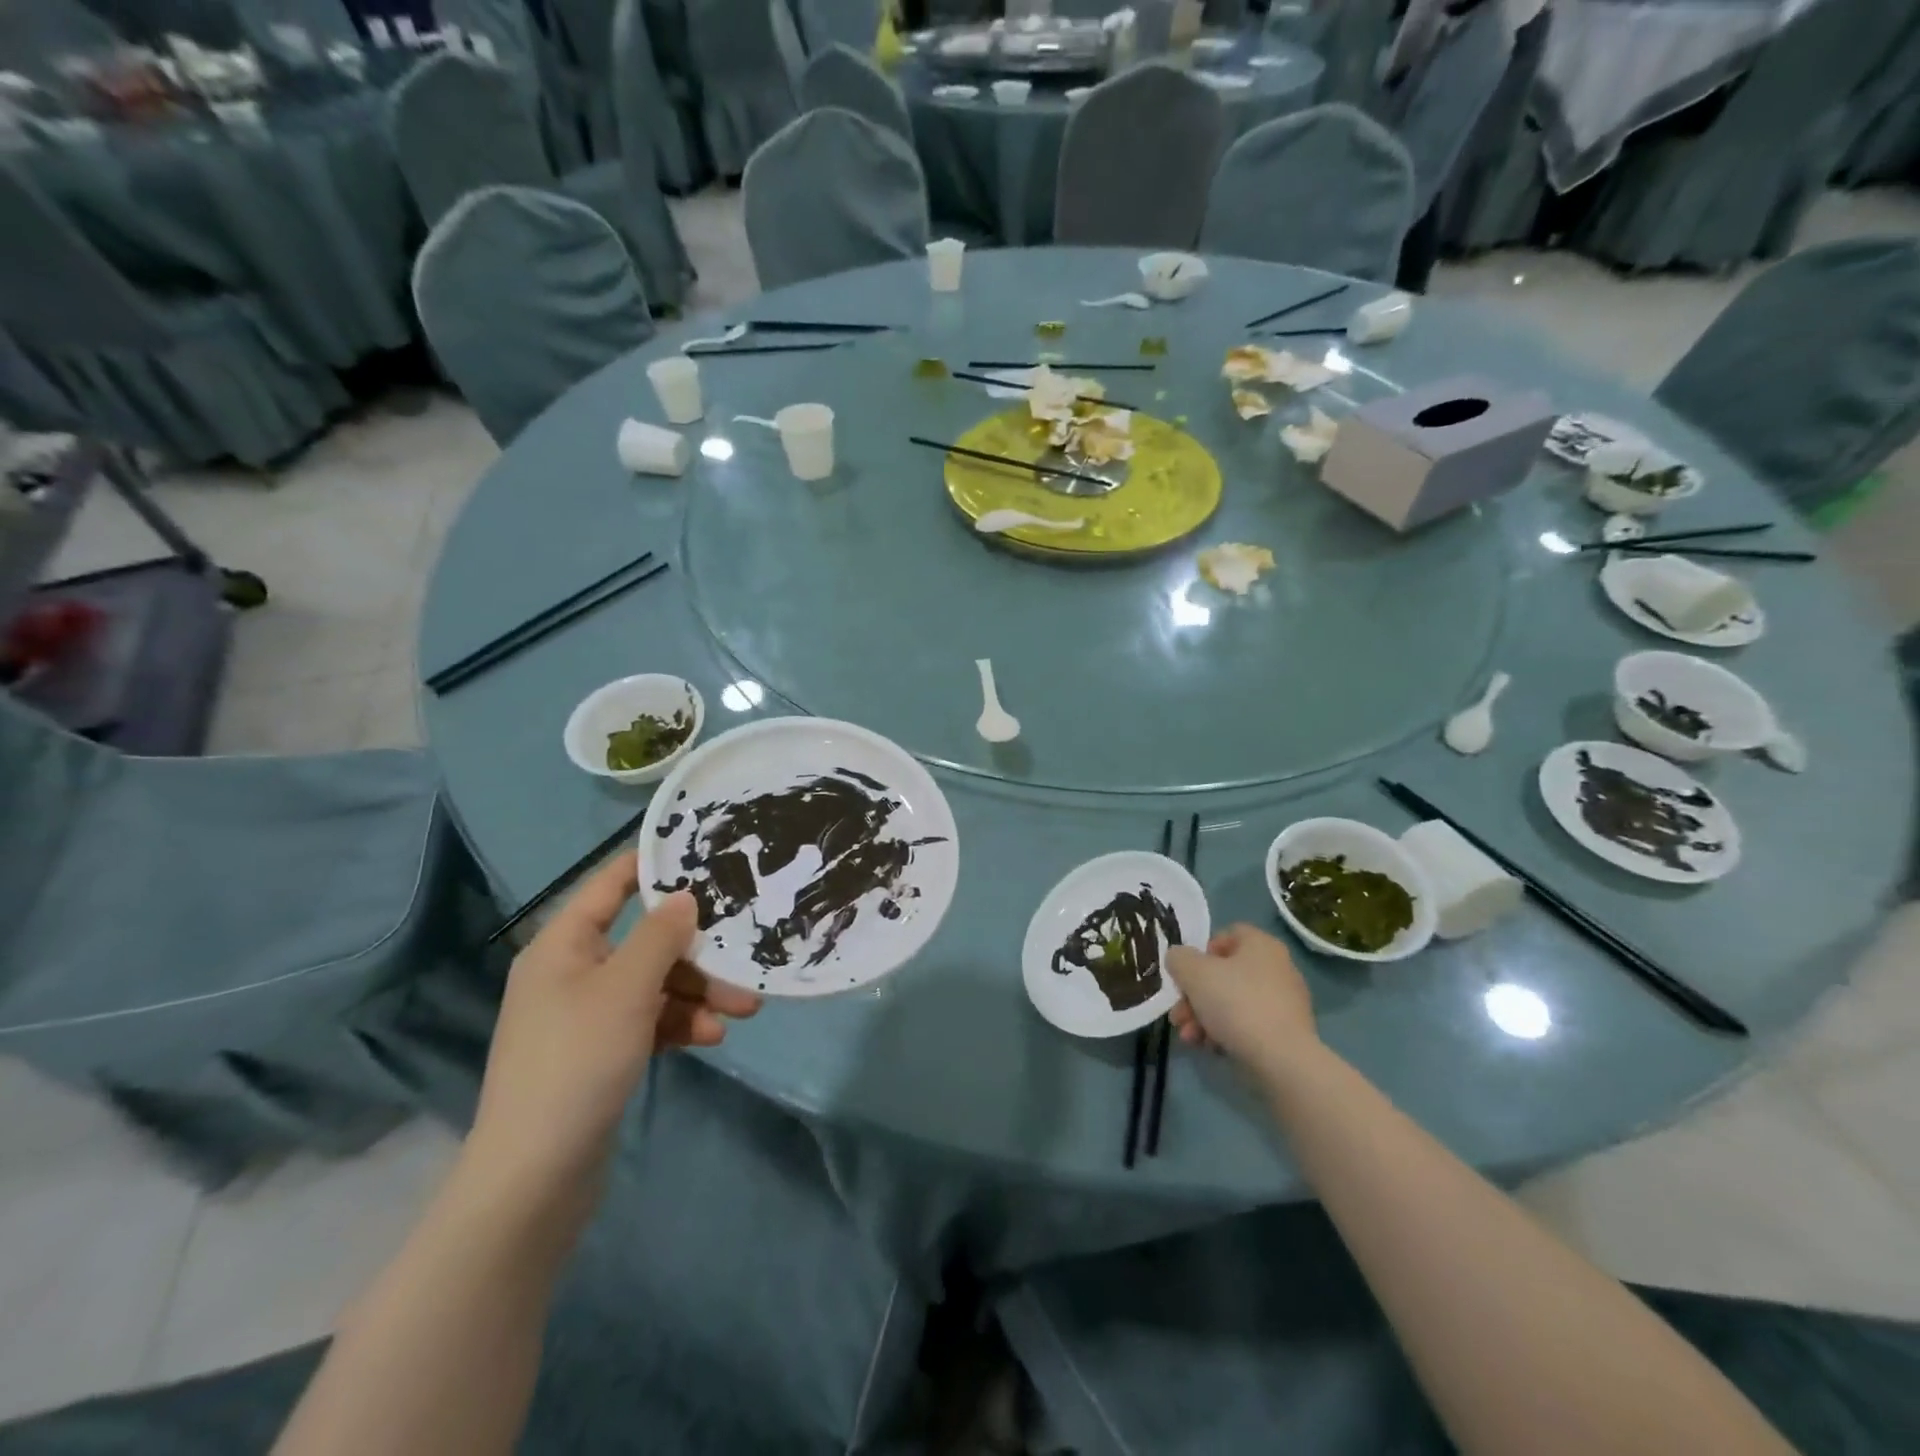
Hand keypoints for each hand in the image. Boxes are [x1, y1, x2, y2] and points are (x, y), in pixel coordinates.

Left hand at [464, 853, 759, 1205]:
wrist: (535, 1177)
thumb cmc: (578, 1061)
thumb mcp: (627, 989)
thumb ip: (661, 936)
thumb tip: (684, 896)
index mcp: (563, 946)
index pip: (609, 886)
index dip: (651, 865)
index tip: (702, 852)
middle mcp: (572, 973)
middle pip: (645, 942)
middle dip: (697, 953)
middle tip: (745, 956)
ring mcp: (587, 1016)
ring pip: (654, 985)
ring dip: (698, 994)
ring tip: (742, 1011)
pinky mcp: (601, 1053)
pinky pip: (649, 1021)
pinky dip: (680, 1024)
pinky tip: (711, 1037)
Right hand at [1167, 924, 1316, 1068]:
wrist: (1282, 1060)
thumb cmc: (1236, 1003)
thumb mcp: (1193, 973)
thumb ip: (1178, 958)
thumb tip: (1179, 959)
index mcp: (1261, 945)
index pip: (1227, 935)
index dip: (1202, 951)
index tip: (1187, 974)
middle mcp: (1277, 968)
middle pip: (1224, 974)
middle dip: (1194, 995)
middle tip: (1178, 1015)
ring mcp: (1284, 1002)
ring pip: (1233, 1002)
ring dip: (1204, 1017)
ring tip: (1190, 1037)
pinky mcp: (1286, 1033)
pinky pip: (1248, 1024)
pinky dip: (1226, 1033)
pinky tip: (1211, 1048)